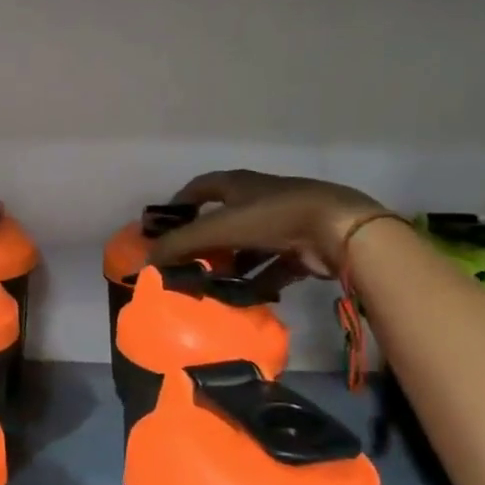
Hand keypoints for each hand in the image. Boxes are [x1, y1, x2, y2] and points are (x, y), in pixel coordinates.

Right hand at [151, 170, 389, 278]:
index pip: (202, 187)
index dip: (181, 203)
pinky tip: (244, 299)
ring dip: (230, 266)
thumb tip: (145, 260)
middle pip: (224, 221)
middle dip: (205, 243)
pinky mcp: (302, 250)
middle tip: (185, 264)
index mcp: (240, 185)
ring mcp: (284, 225)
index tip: (164, 224)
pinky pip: (272, 269)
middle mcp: (260, 201)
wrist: (338, 231)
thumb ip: (180, 244)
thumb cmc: (273, 218)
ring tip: (210, 288)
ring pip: (248, 248)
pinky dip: (257, 283)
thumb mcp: (218, 229)